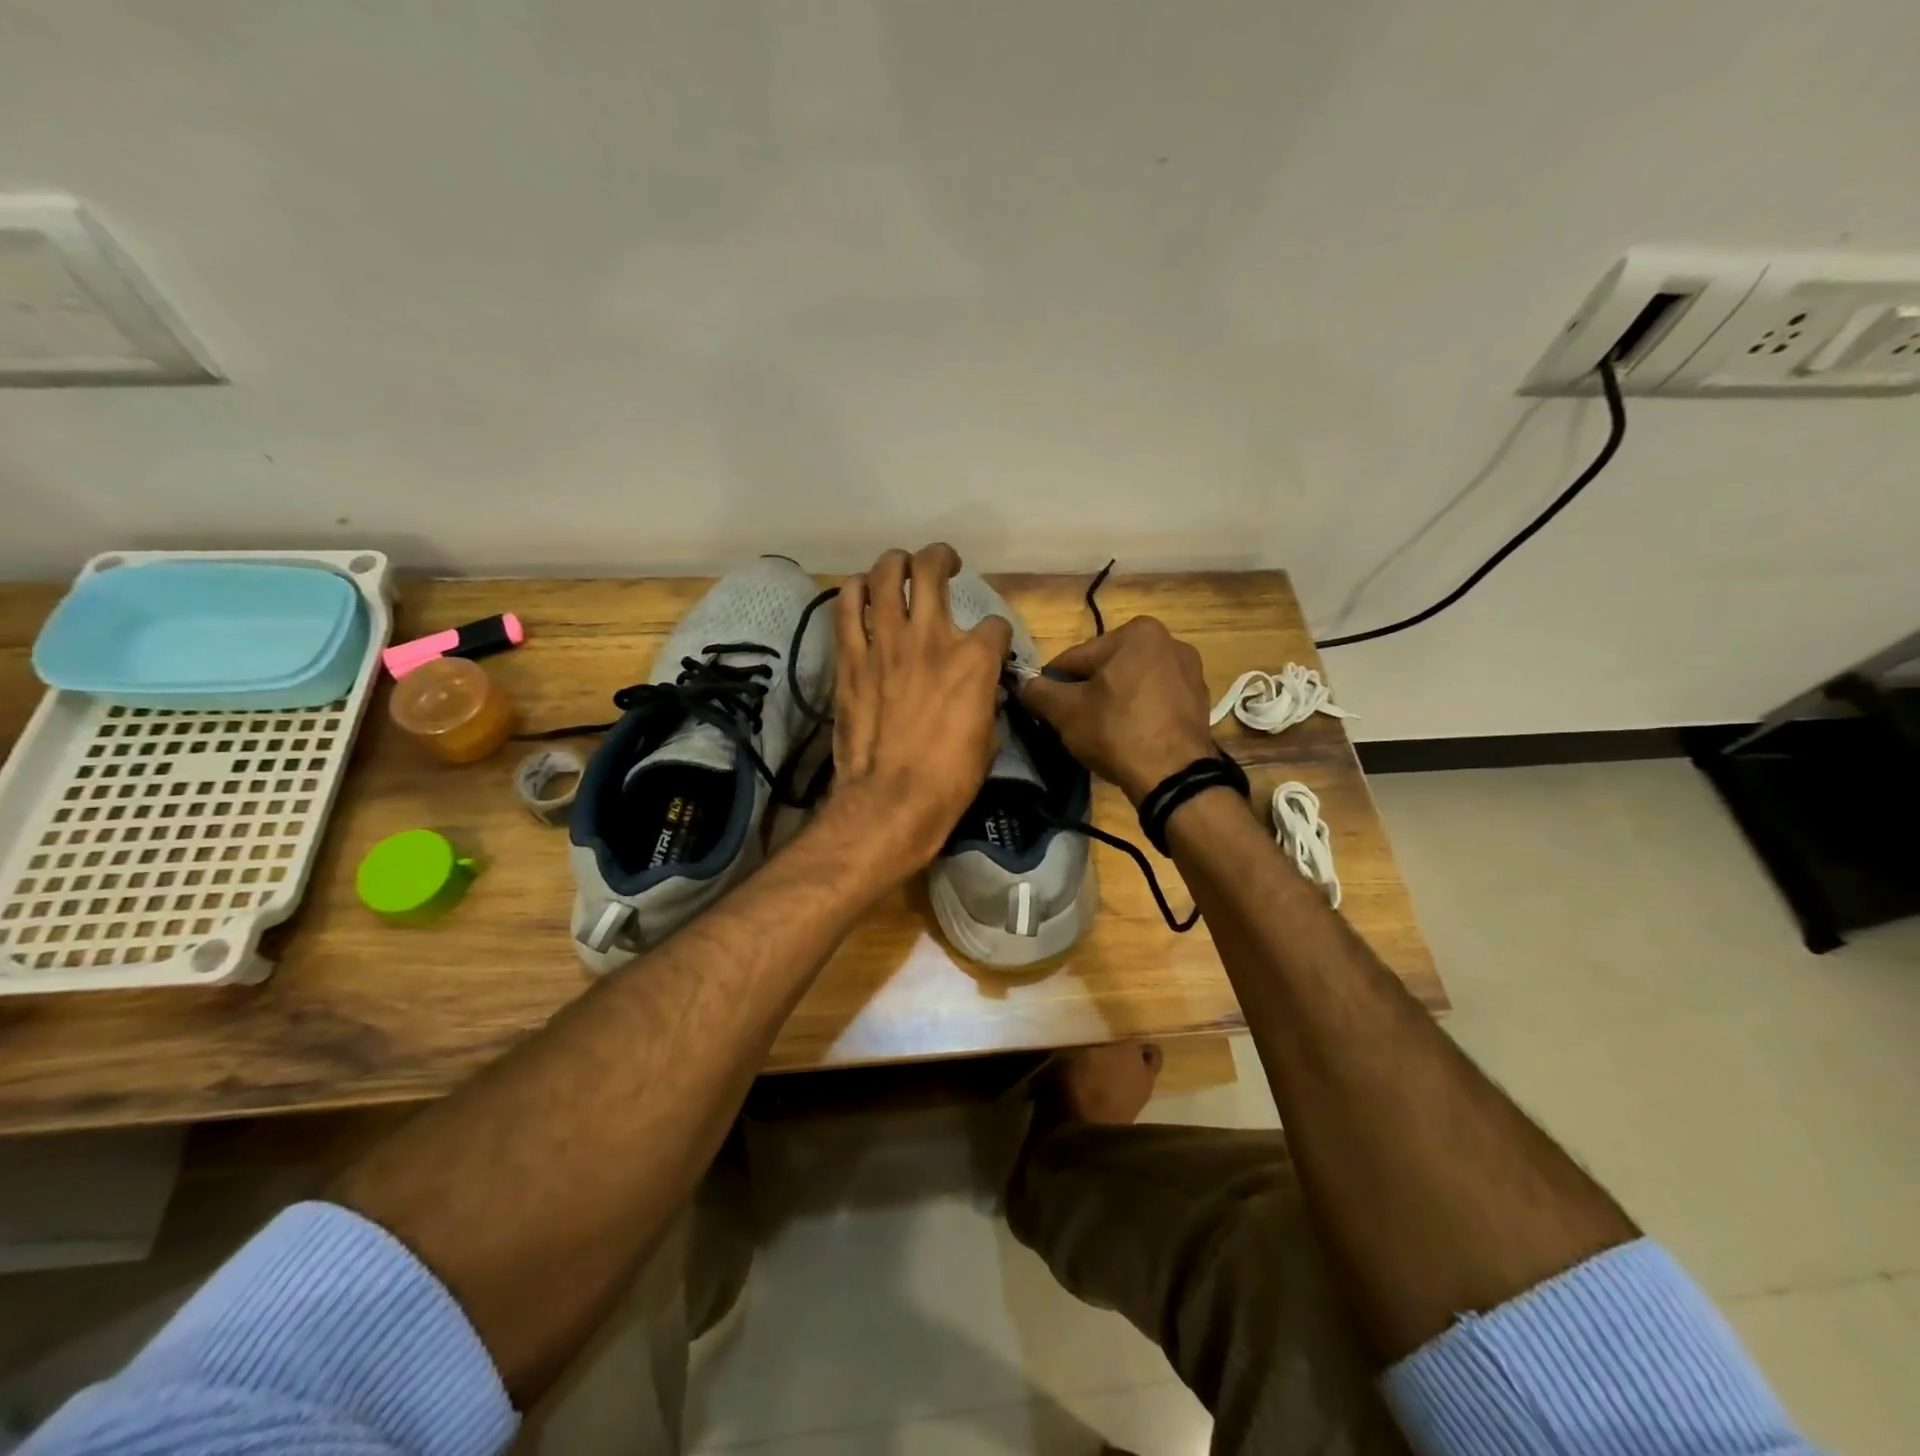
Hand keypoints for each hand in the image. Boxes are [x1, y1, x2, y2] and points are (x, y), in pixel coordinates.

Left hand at [828, 544, 1012, 867]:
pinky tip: (860, 592)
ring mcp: (886, 643)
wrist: (890, 800)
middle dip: (942, 559)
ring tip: (899, 568)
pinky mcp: (851, 657)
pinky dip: (854, 592)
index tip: (992, 648)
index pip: (995, 624)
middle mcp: (931, 637)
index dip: (997, 635)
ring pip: (886, 575)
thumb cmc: (949, 779)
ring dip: (895, 564)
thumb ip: (985, 699)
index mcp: (974, 660)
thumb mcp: (988, 738)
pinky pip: (846, 607)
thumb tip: (982, 689)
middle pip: (933, 570)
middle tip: (943, 564)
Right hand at [1018, 616, 1216, 805]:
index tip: (1046, 709)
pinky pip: (1155, 701)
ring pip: (1131, 685)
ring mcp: (1190, 671)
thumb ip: (1038, 691)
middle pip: (1106, 669)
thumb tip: (1022, 684)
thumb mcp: (1065, 711)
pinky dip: (1139, 713)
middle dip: (1087, 693)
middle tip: (1074, 725)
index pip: (1076, 658)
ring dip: (1113, 703)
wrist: (1174, 776)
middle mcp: (1168, 641)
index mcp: (1136, 632)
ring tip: (1102, 734)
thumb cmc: (1116, 731)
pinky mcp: (1199, 700)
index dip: (1055, 685)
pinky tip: (1129, 738)